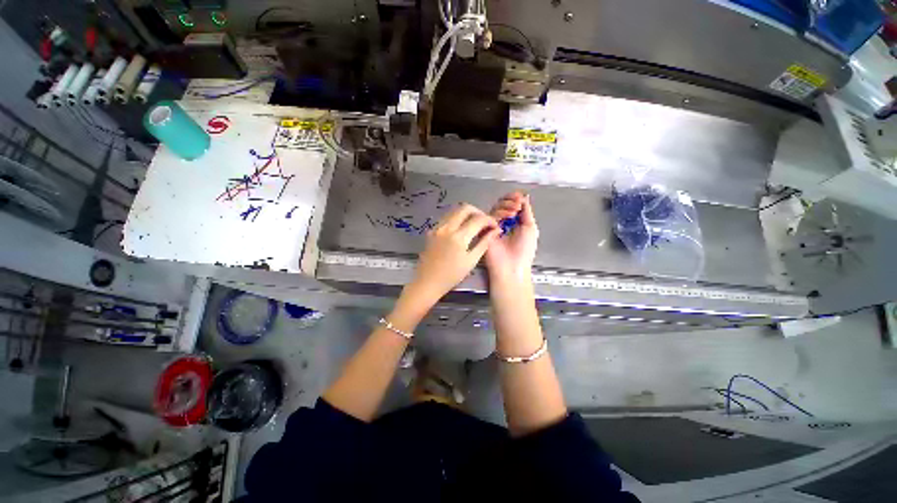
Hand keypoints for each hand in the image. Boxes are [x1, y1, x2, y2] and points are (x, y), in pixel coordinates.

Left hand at [406, 203, 499, 305]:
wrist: (427, 282)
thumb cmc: (451, 275)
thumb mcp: (471, 261)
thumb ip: (484, 243)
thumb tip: (496, 231)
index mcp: (459, 236)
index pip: (478, 219)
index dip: (490, 220)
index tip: (495, 226)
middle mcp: (447, 227)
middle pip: (465, 208)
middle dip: (478, 212)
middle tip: (484, 223)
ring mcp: (437, 227)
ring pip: (454, 210)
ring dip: (467, 214)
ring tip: (474, 225)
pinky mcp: (431, 230)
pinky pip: (446, 218)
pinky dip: (456, 219)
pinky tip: (460, 230)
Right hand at [485, 192, 538, 284]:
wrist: (512, 265)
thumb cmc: (524, 249)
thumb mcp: (531, 227)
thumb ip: (526, 211)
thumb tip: (523, 197)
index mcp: (515, 222)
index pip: (511, 204)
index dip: (514, 198)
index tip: (519, 198)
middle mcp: (503, 222)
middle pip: (502, 204)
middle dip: (510, 201)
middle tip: (517, 207)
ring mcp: (493, 226)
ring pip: (495, 208)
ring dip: (505, 207)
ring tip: (513, 214)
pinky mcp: (484, 230)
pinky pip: (488, 217)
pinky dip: (497, 214)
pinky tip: (505, 220)